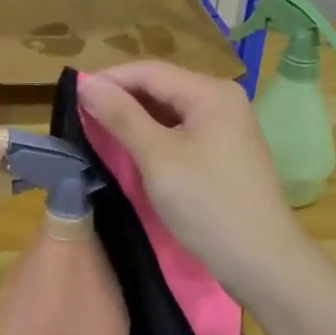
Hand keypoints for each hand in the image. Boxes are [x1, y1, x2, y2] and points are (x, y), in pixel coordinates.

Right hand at [79, 62, 309, 295]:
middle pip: (161, 88)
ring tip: (99, 132)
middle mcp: (222, 100)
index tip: (72, 95)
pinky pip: (181, 132)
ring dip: (135, 119)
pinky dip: (154, 138)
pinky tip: (132, 151)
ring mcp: (227, 128)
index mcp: (210, 92)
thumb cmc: (208, 204)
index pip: (149, 71)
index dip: (109, 79)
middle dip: (121, 99)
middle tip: (81, 116)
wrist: (263, 263)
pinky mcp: (225, 153)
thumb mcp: (157, 157)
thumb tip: (86, 85)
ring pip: (169, 112)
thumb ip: (121, 116)